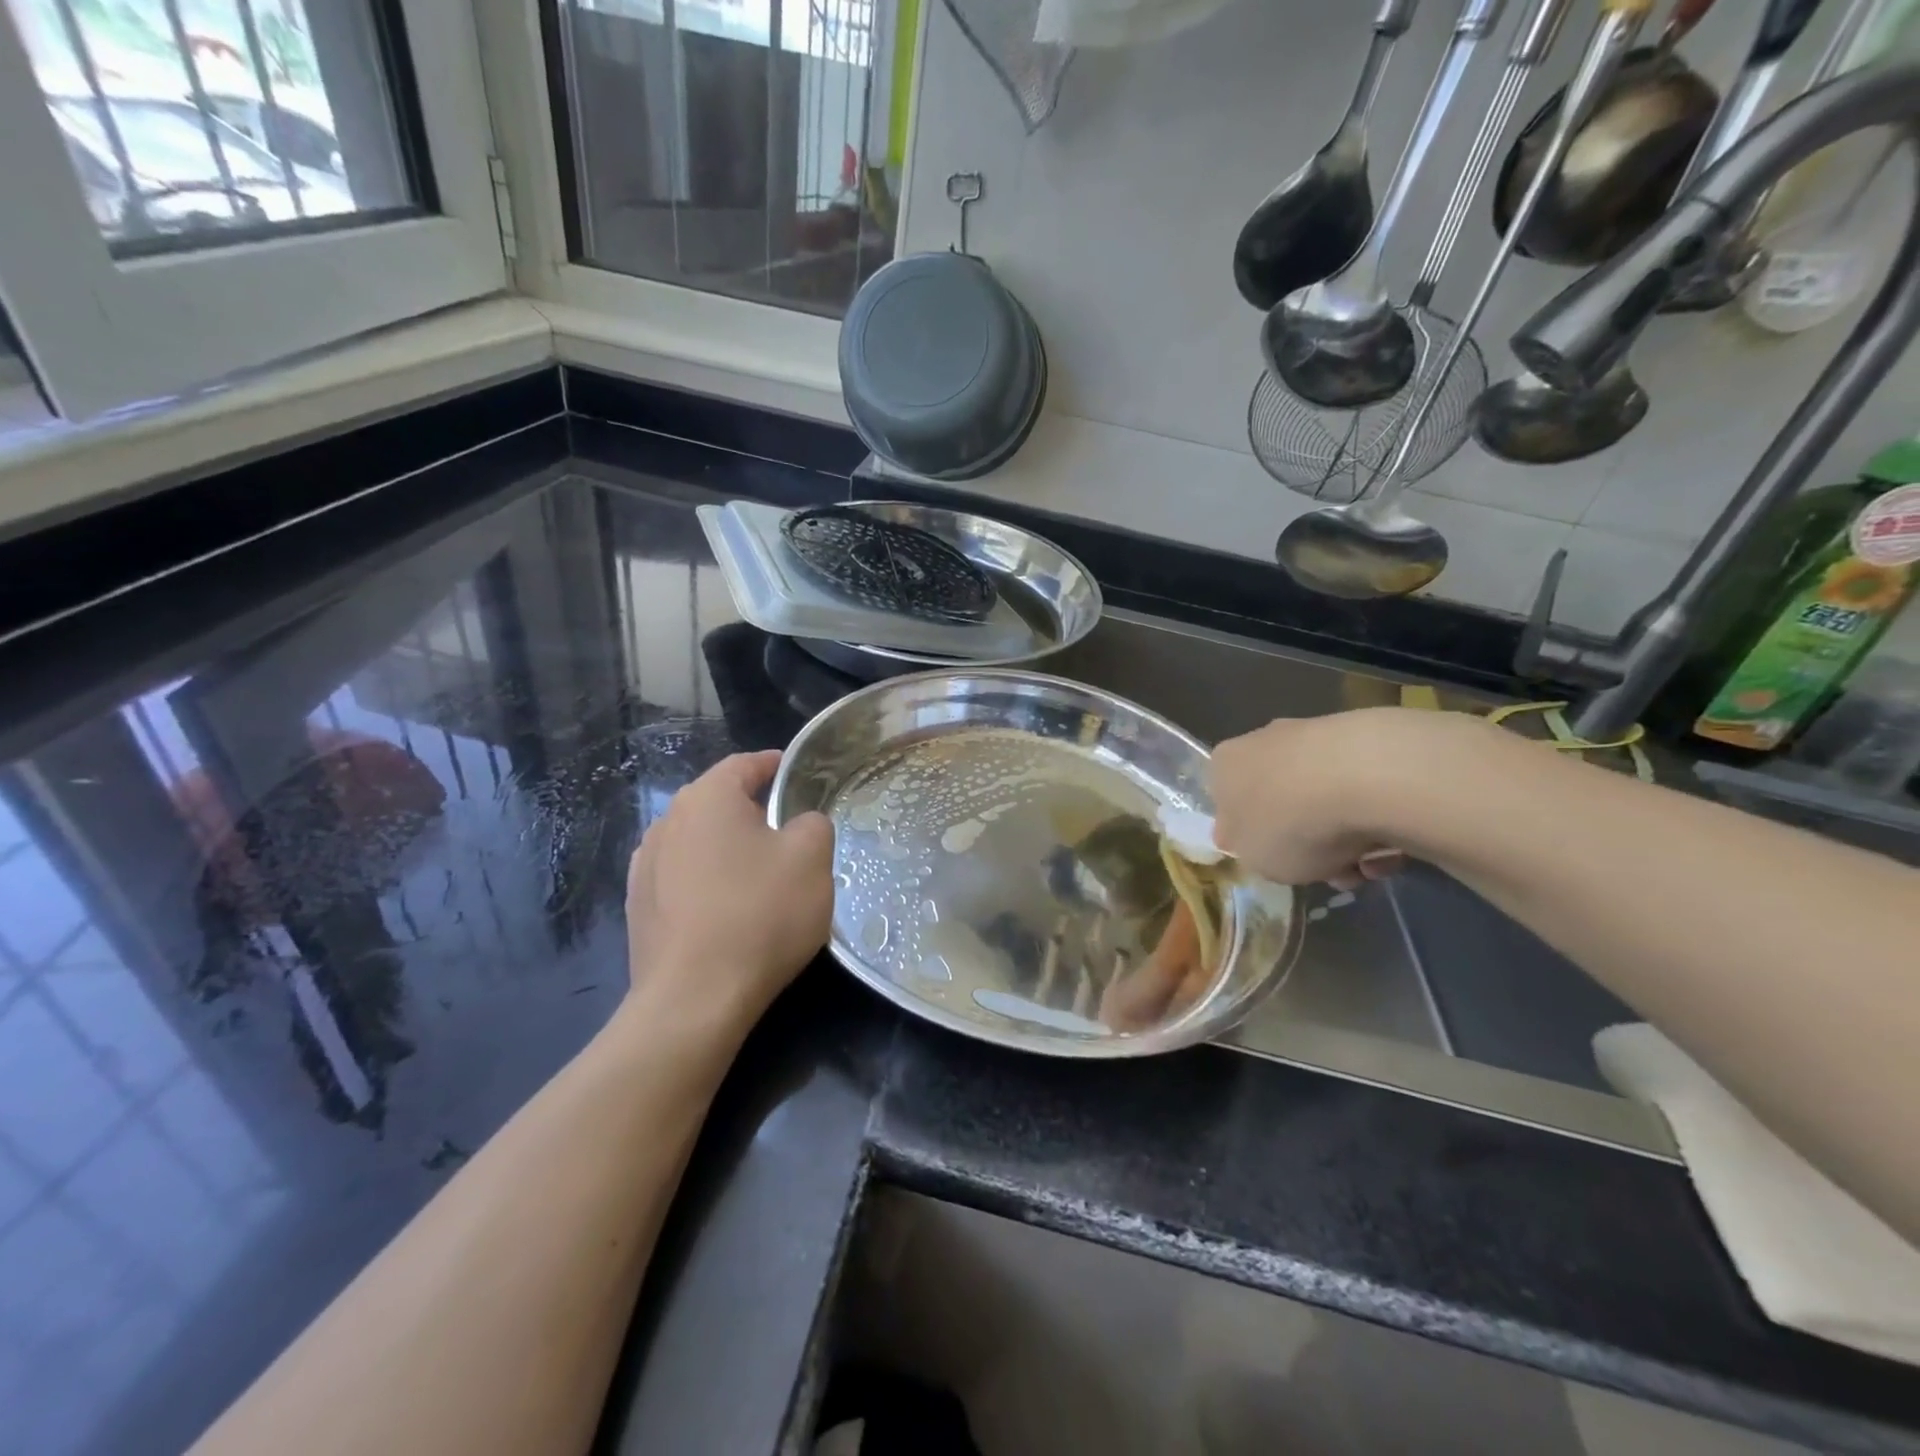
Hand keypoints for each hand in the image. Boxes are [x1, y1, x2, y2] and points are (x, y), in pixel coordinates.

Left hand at [625, 751, 833, 1026]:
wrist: (694, 999)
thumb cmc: (760, 914)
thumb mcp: (812, 858)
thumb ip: (813, 823)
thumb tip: (798, 825)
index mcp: (707, 798)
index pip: (744, 764)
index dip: (775, 765)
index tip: (797, 773)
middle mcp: (667, 822)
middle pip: (718, 803)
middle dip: (754, 811)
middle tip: (790, 832)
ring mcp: (645, 867)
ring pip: (699, 842)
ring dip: (729, 849)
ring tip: (760, 875)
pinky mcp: (639, 908)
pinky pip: (683, 879)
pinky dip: (708, 882)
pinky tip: (728, 911)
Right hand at [1211, 709, 1481, 887]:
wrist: (1364, 779)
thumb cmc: (1289, 824)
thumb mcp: (1254, 860)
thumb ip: (1250, 851)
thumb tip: (1256, 840)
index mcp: (1224, 766)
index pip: (1229, 804)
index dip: (1253, 838)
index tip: (1278, 862)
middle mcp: (1263, 741)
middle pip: (1281, 802)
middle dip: (1306, 839)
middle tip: (1330, 871)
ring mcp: (1314, 734)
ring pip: (1324, 798)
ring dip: (1346, 837)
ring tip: (1370, 865)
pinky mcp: (1364, 735)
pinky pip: (1364, 789)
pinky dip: (1376, 818)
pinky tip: (1393, 845)